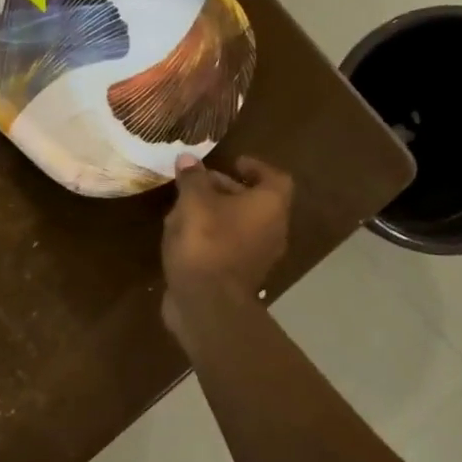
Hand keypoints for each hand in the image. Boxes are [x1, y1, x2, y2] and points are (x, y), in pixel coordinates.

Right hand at [161, 154, 292, 337]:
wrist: (207, 303)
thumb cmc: (206, 242)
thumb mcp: (193, 202)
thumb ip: (192, 178)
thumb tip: (188, 159)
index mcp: (270, 206)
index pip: (275, 178)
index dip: (255, 167)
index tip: (234, 162)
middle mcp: (273, 229)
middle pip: (256, 201)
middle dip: (228, 189)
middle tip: (200, 182)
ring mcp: (259, 256)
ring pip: (242, 225)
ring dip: (218, 213)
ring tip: (186, 207)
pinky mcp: (241, 276)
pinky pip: (231, 246)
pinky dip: (214, 236)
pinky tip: (186, 236)